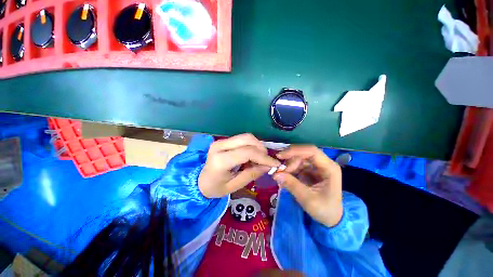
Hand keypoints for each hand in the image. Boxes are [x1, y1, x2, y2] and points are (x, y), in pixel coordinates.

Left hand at [198, 134, 280, 197]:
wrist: (200, 181)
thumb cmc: (216, 188)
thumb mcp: (234, 186)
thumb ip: (252, 174)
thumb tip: (268, 166)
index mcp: (220, 160)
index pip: (247, 152)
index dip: (264, 157)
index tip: (275, 164)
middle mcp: (220, 146)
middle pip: (247, 139)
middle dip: (261, 149)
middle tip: (267, 161)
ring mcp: (221, 141)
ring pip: (246, 136)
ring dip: (257, 146)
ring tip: (260, 159)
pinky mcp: (224, 140)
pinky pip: (242, 139)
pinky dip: (252, 145)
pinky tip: (253, 156)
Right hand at [273, 146, 342, 226]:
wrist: (331, 218)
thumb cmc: (324, 209)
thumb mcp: (308, 199)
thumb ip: (292, 185)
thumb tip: (275, 174)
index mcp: (329, 168)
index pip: (311, 151)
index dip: (295, 151)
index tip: (280, 156)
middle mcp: (323, 163)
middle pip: (303, 154)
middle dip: (289, 161)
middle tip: (279, 171)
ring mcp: (316, 166)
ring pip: (298, 159)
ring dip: (288, 166)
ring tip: (280, 175)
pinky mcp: (310, 170)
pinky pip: (297, 165)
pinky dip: (289, 170)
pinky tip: (283, 177)